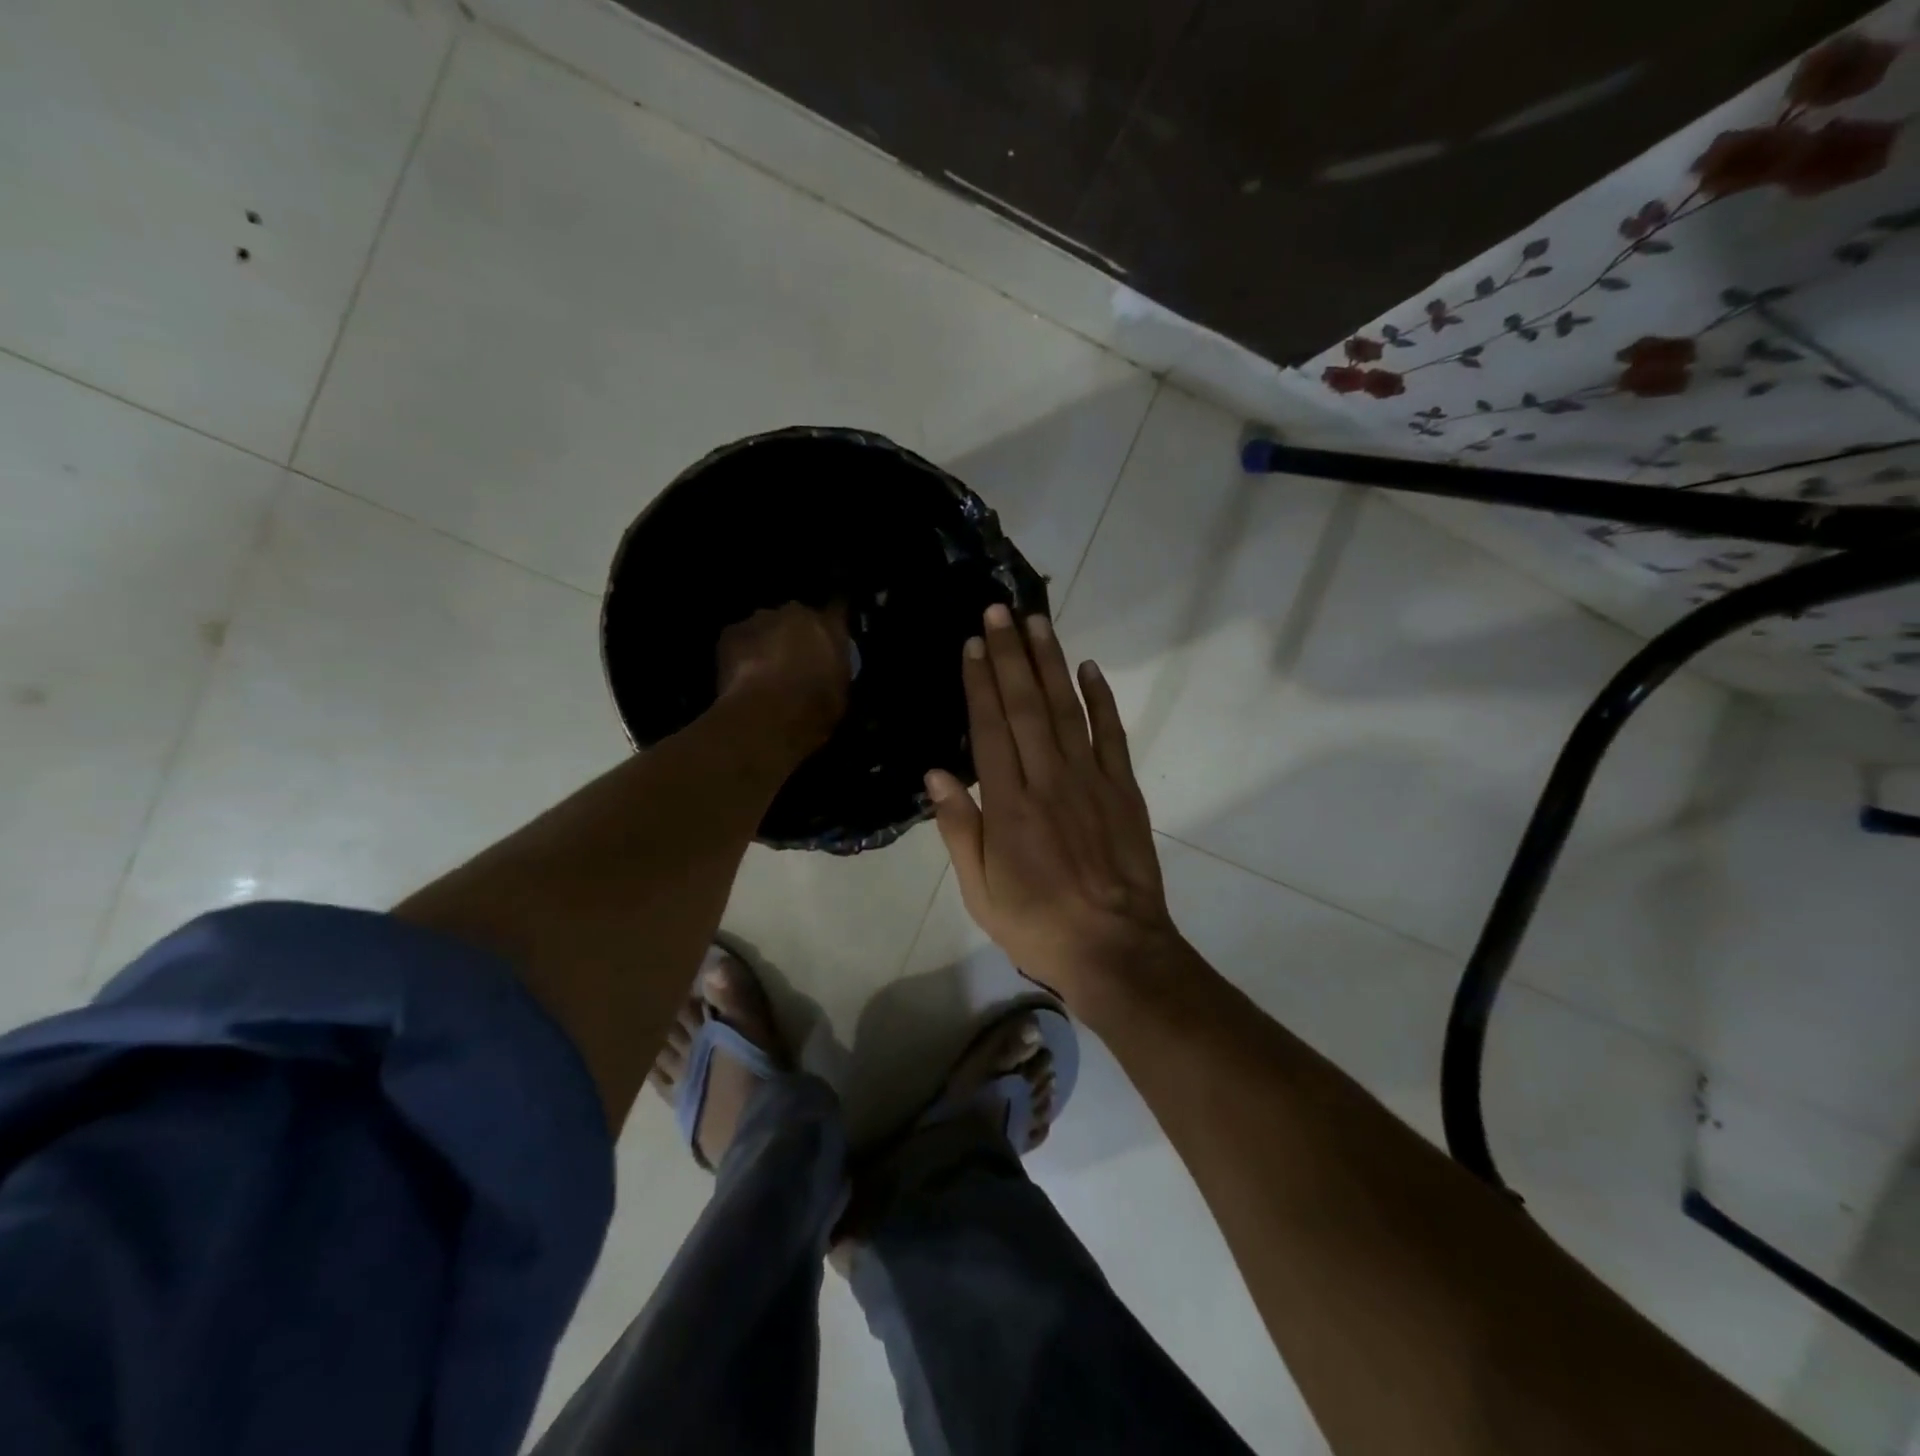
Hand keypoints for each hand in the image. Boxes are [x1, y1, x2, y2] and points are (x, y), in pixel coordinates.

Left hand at [716, 602, 850, 749]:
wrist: (768, 714)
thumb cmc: (815, 707)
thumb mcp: (840, 691)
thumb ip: (834, 669)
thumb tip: (827, 668)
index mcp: (829, 625)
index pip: (837, 609)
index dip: (832, 619)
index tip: (829, 632)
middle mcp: (796, 612)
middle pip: (796, 616)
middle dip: (795, 632)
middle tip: (793, 658)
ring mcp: (760, 619)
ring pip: (765, 626)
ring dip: (766, 641)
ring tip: (763, 669)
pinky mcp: (731, 633)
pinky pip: (739, 639)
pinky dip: (740, 653)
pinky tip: (742, 676)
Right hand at [926, 604, 1179, 1010]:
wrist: (1115, 949)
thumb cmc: (1038, 924)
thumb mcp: (980, 891)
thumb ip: (959, 829)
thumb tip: (936, 772)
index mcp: (1009, 805)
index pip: (989, 729)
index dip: (979, 683)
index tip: (973, 644)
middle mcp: (1049, 780)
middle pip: (1026, 706)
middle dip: (1011, 655)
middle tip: (999, 611)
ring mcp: (1091, 781)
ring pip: (1066, 709)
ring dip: (1050, 663)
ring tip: (1037, 623)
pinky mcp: (1124, 789)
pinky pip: (1111, 734)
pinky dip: (1101, 698)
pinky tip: (1089, 668)